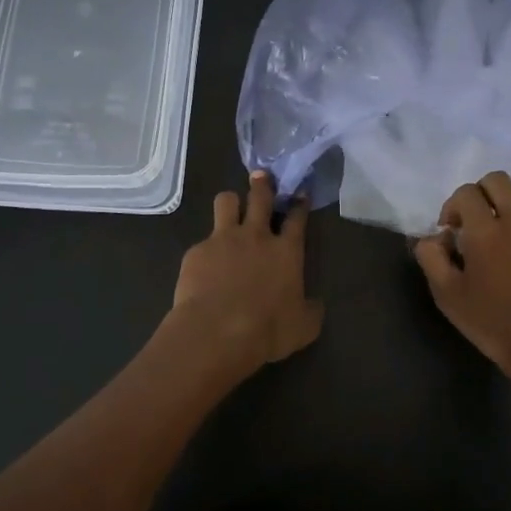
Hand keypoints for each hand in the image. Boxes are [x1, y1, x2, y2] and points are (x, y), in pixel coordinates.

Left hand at [169, 171, 322, 375]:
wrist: (217, 332)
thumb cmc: (267, 330)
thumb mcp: (304, 327)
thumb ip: (311, 310)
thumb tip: (314, 304)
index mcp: (287, 251)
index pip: (297, 218)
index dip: (299, 204)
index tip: (300, 194)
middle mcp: (256, 236)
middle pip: (260, 197)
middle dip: (263, 184)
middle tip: (262, 178)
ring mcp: (223, 239)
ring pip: (226, 201)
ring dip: (231, 202)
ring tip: (230, 208)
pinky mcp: (197, 251)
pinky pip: (203, 240)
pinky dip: (207, 248)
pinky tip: (204, 264)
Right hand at [413, 172, 510, 410]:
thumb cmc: (492, 324)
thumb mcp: (447, 295)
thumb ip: (431, 256)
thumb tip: (434, 236)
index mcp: (486, 232)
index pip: (466, 192)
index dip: (452, 206)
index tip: (451, 231)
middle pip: (497, 181)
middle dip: (480, 194)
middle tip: (475, 224)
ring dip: (505, 221)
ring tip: (503, 259)